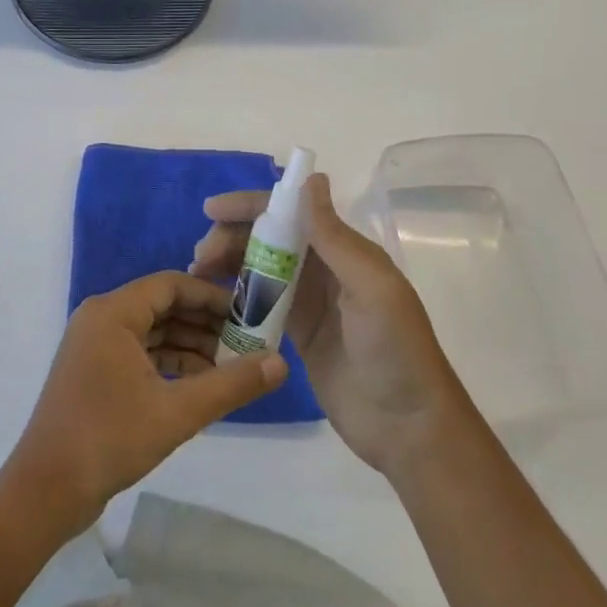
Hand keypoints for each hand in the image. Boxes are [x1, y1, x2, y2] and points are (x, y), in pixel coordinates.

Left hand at [3, 272, 287, 534]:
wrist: (46, 492)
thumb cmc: (109, 439)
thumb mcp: (177, 412)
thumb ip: (230, 385)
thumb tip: (280, 362)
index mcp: (113, 312)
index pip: (171, 285)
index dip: (212, 296)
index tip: (248, 313)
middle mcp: (101, 319)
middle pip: (162, 307)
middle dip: (205, 323)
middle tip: (247, 342)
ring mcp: (95, 346)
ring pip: (153, 332)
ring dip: (190, 347)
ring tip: (232, 366)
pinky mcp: (95, 373)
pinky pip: (140, 354)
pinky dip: (170, 365)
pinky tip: (202, 385)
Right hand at [192, 173, 466, 476]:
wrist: (408, 426)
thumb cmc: (395, 349)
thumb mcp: (370, 287)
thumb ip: (334, 236)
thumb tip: (309, 179)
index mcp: (344, 249)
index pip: (291, 212)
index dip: (251, 205)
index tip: (212, 210)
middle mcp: (325, 267)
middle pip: (269, 238)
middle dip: (233, 237)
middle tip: (200, 256)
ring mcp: (310, 301)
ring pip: (260, 268)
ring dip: (229, 264)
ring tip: (198, 275)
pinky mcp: (298, 333)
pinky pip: (261, 303)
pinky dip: (237, 297)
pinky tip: (213, 301)